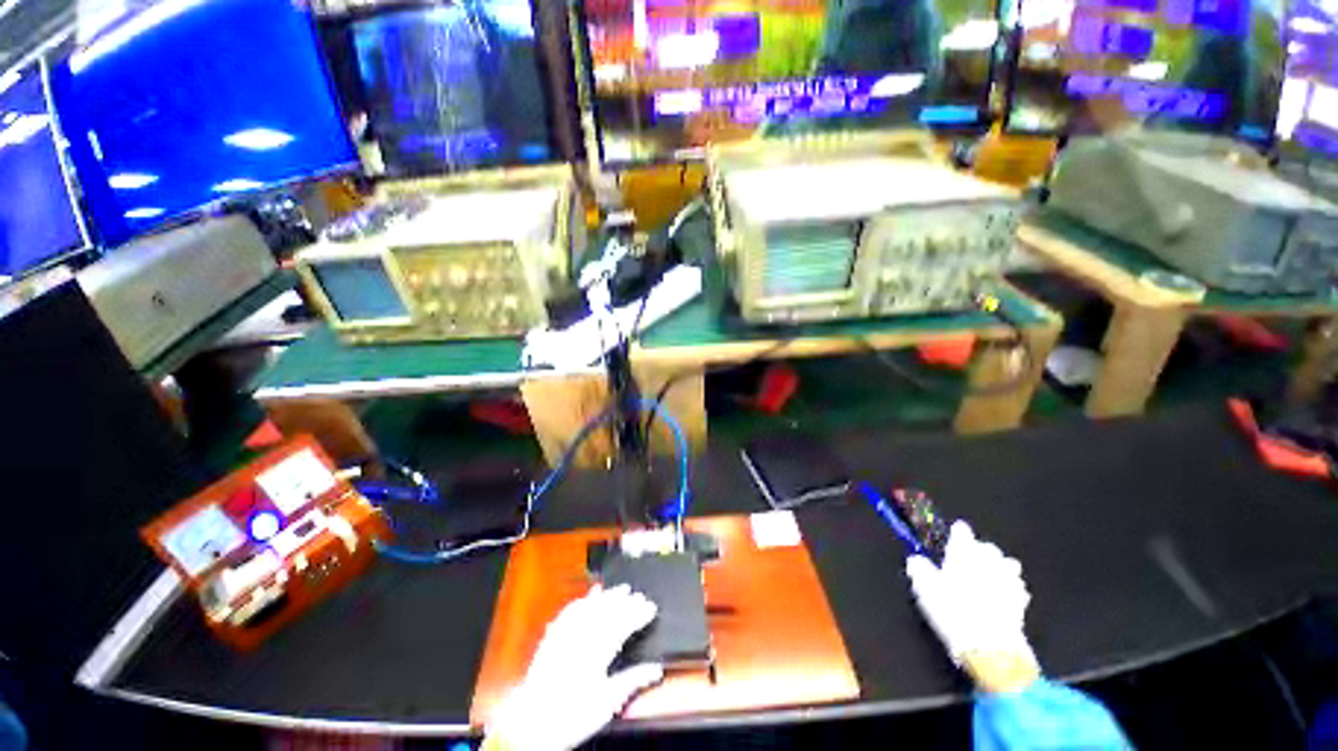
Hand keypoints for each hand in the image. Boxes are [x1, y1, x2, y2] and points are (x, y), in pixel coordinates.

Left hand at [485, 585, 663, 750]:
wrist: (533, 723)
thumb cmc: (573, 715)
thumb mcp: (607, 702)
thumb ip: (632, 681)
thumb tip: (656, 669)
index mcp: (597, 652)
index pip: (623, 624)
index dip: (639, 614)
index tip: (651, 608)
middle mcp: (581, 637)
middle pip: (607, 611)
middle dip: (626, 601)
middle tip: (640, 595)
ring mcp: (565, 633)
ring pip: (590, 606)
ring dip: (607, 596)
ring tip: (621, 589)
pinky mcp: (552, 636)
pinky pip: (569, 611)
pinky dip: (582, 601)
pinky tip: (589, 596)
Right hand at [906, 521, 1039, 692]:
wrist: (991, 646)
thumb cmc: (953, 611)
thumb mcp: (925, 588)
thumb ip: (919, 569)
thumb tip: (916, 559)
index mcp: (964, 551)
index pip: (961, 531)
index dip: (956, 534)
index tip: (952, 537)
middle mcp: (989, 559)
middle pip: (986, 547)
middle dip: (978, 551)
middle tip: (966, 562)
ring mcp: (1009, 579)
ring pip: (1005, 564)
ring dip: (997, 568)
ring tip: (986, 578)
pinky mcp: (1022, 600)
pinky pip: (1015, 585)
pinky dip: (1008, 587)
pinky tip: (1000, 596)